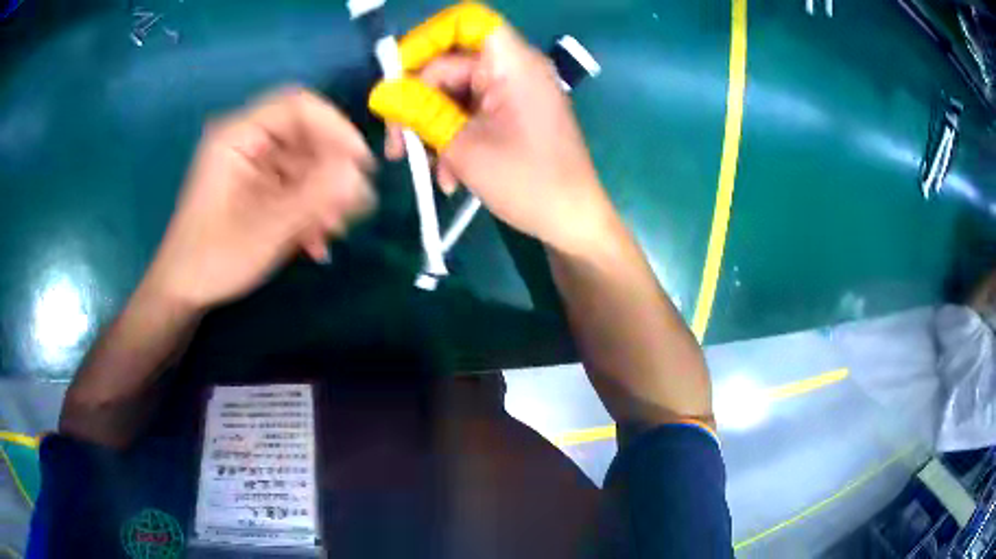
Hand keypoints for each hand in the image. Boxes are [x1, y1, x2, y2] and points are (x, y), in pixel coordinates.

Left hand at [144, 87, 375, 309]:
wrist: (184, 291)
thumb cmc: (213, 258)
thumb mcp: (265, 229)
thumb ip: (314, 197)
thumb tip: (359, 174)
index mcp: (238, 136)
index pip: (296, 107)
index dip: (334, 127)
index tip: (361, 163)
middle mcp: (247, 141)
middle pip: (304, 135)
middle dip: (332, 170)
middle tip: (353, 204)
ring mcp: (252, 165)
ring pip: (304, 163)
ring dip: (324, 195)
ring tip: (334, 230)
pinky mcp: (257, 187)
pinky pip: (294, 186)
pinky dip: (310, 209)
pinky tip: (316, 240)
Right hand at [370, 5, 618, 255]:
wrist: (573, 221)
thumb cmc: (528, 183)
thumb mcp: (464, 147)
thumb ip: (419, 111)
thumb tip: (381, 93)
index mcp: (512, 63)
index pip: (464, 23)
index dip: (425, 41)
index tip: (397, 78)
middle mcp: (514, 68)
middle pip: (450, 63)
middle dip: (417, 102)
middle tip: (397, 144)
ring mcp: (514, 91)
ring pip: (455, 93)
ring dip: (433, 128)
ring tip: (425, 168)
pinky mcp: (512, 113)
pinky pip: (471, 112)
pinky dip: (453, 136)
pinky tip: (449, 174)